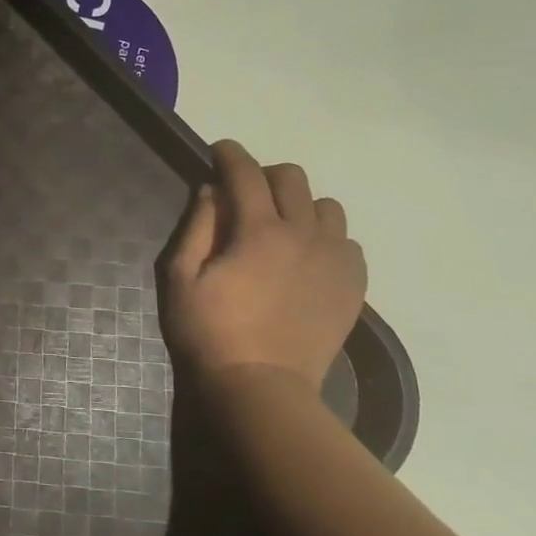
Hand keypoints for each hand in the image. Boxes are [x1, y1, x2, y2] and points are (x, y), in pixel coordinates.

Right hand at [157, 139, 365, 398]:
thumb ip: (198, 227)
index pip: (246, 174)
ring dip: (300, 206)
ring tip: (280, 228)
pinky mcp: (353, 286)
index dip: (230, 155)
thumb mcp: (182, 277)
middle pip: (293, 179)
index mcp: (258, 231)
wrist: (261, 386)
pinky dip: (326, 238)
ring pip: (327, 208)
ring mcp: (335, 261)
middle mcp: (304, 235)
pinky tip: (305, 259)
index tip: (219, 150)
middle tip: (245, 194)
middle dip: (265, 175)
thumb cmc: (209, 331)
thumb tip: (212, 191)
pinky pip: (348, 243)